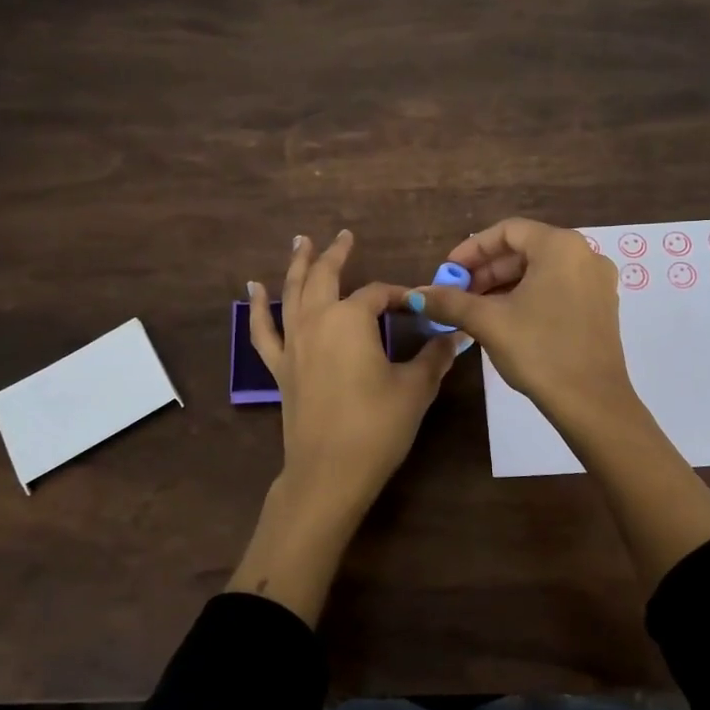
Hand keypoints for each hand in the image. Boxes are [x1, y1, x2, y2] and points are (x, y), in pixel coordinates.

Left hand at [229, 230, 465, 623]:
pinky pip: (264, 330)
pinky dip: (257, 307)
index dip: (400, 295)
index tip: (419, 304)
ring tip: (300, 242)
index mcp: (351, 319)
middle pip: (325, 277)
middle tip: (345, 236)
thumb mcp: (414, 389)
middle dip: (337, 254)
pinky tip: (253, 289)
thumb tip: (457, 336)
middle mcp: (317, 321)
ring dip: (297, 265)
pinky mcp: (280, 367)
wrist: (329, 473)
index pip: (379, 294)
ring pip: (291, 293)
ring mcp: (293, 343)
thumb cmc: (377, 427)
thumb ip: (434, 357)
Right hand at [409, 217, 636, 428]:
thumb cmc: (539, 351)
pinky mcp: (601, 307)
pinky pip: (557, 287)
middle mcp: (585, 255)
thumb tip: (416, 294)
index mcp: (560, 247)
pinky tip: (505, 319)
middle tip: (457, 293)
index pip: (507, 231)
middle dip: (486, 270)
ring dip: (504, 285)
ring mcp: (597, 282)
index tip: (448, 272)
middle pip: (525, 249)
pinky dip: (528, 296)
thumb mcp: (489, 322)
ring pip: (541, 271)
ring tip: (474, 309)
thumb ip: (450, 301)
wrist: (591, 402)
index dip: (472, 250)